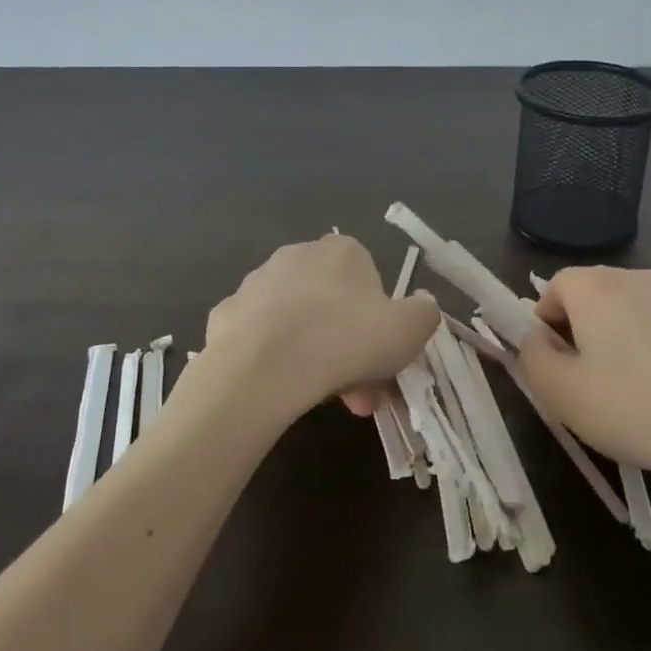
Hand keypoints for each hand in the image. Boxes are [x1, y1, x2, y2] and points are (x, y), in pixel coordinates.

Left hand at [203, 233, 439, 423]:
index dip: (380, 322)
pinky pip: (259, 337)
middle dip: (349, 349)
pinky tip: (279, 387)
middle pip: (333, 306)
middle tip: (358, 394)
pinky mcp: (225, 314)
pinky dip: (272, 359)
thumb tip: (421, 304)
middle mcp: (298, 255)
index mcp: (343, 252)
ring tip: (319, 399)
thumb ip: (424, 312)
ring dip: (313, 355)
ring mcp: (256, 283)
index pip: (369, 279)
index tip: (383, 359)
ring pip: (297, 322)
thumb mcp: (410, 329)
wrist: (263, 367)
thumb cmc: (345, 340)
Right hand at [514, 267, 650, 507]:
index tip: (555, 366)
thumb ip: (533, 358)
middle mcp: (635, 279)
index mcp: (594, 286)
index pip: (554, 288)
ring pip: (631, 314)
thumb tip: (536, 341)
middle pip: (593, 297)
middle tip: (587, 382)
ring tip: (632, 393)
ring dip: (620, 342)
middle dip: (582, 332)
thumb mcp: (561, 393)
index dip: (546, 325)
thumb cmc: (632, 407)